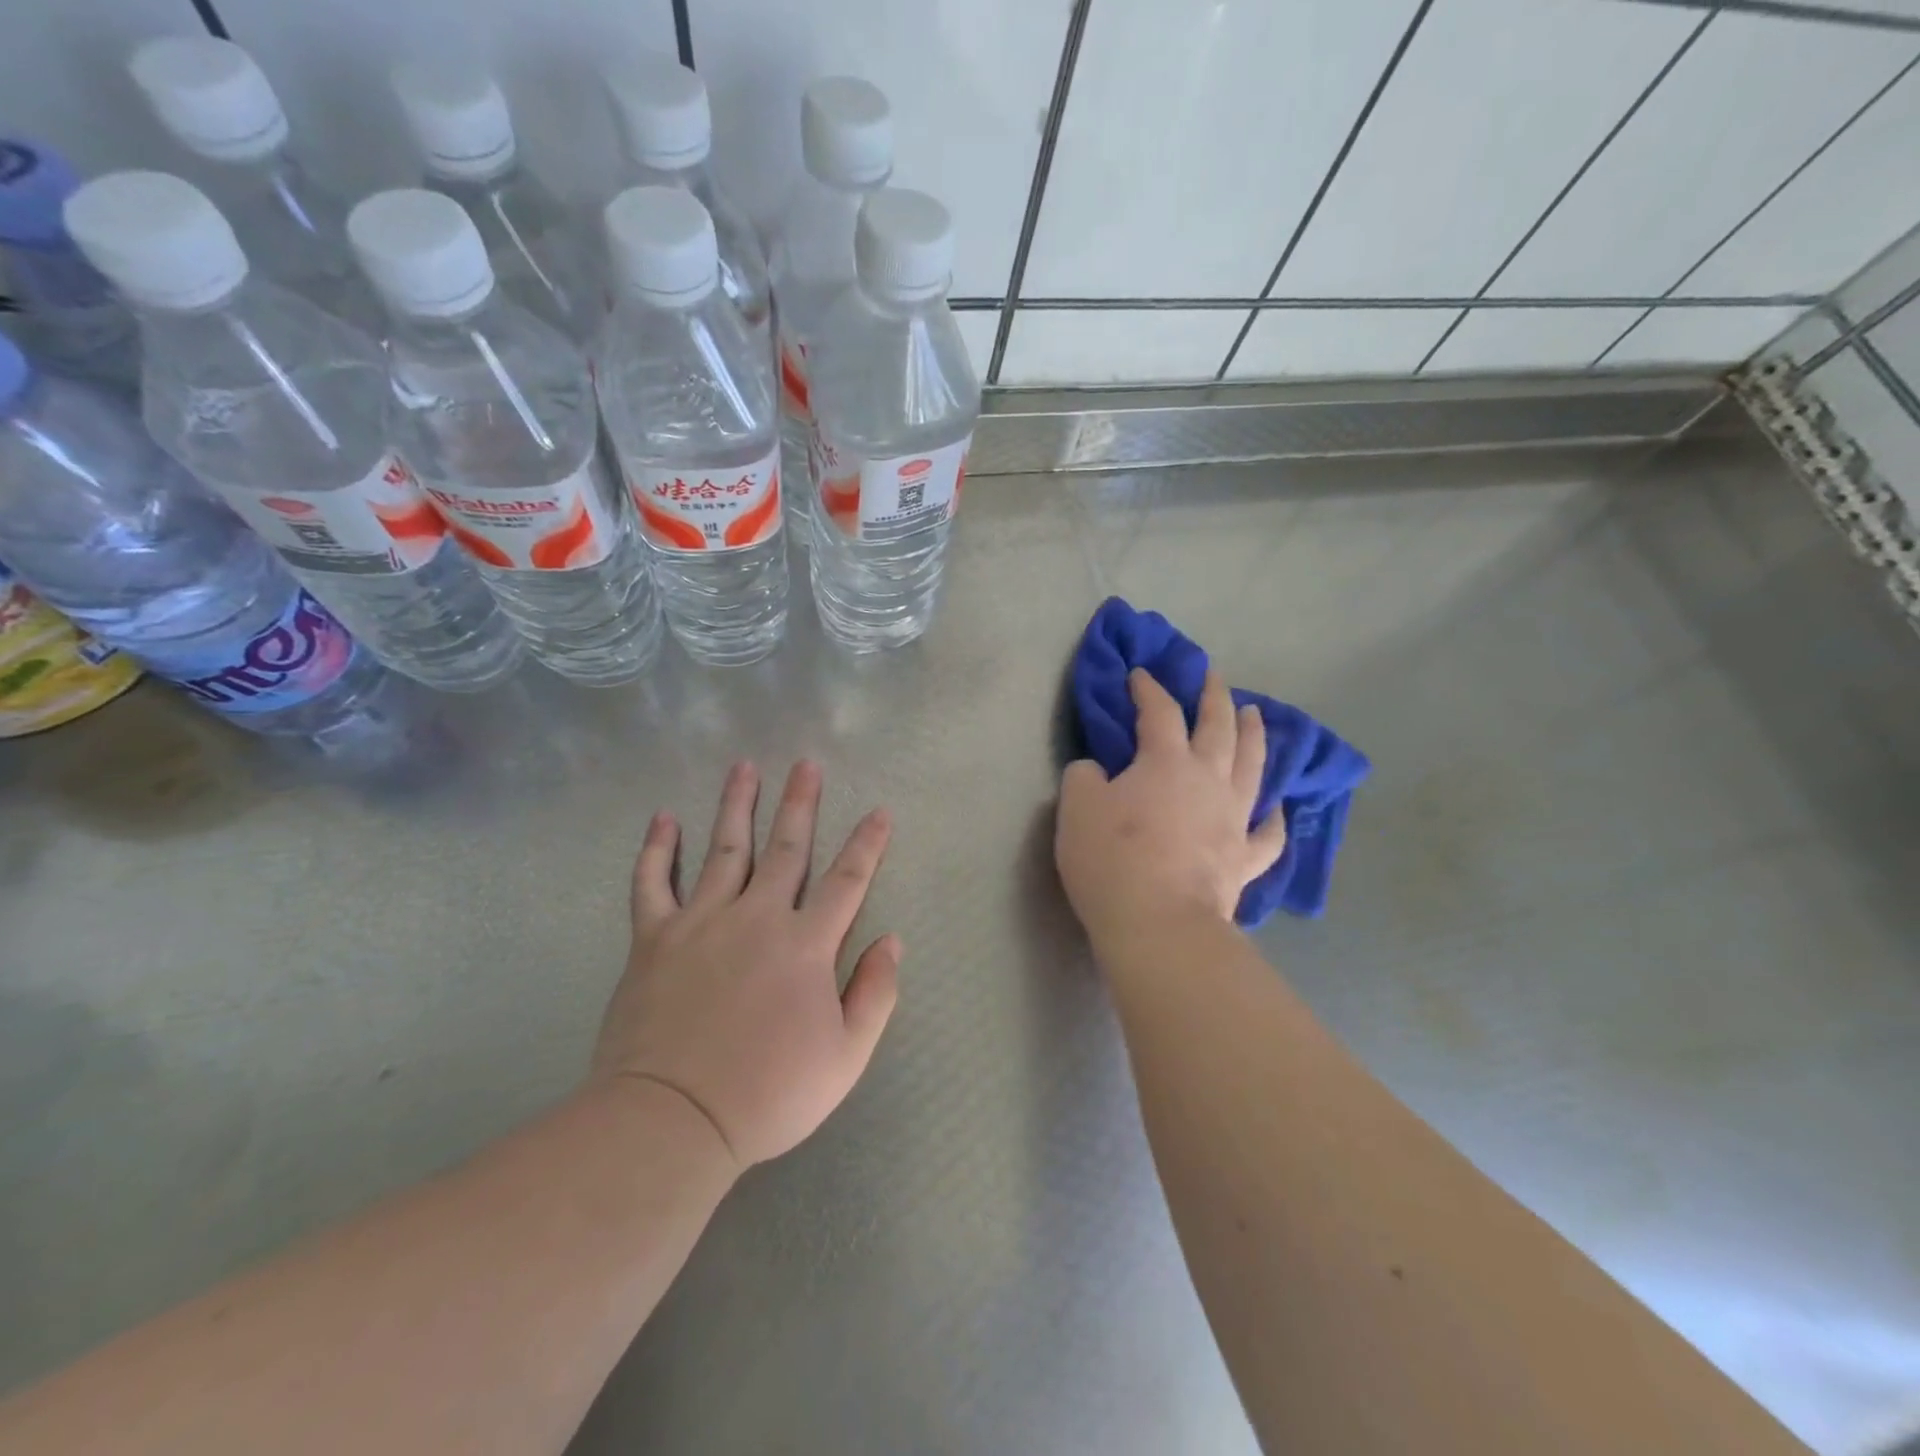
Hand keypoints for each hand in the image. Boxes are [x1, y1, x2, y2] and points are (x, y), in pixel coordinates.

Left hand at [590, 761, 900, 1170]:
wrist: (672, 1120)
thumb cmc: (768, 1093)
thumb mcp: (846, 1057)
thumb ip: (875, 994)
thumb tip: (892, 941)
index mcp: (806, 944)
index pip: (847, 880)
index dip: (867, 844)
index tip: (879, 812)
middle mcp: (757, 917)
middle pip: (786, 847)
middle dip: (800, 803)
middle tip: (806, 763)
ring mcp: (701, 922)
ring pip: (724, 849)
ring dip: (737, 805)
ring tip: (744, 767)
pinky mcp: (654, 938)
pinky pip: (652, 883)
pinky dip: (657, 849)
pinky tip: (664, 818)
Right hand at [1056, 668, 1285, 942]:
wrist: (1159, 923)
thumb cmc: (1112, 860)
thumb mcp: (1076, 808)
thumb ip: (1084, 777)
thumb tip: (1097, 771)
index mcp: (1165, 762)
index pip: (1160, 712)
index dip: (1149, 688)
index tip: (1140, 673)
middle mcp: (1208, 780)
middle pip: (1218, 727)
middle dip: (1214, 697)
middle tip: (1213, 676)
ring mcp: (1233, 819)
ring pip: (1252, 766)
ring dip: (1254, 736)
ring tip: (1255, 715)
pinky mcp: (1244, 859)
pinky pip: (1266, 834)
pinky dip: (1272, 818)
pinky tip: (1274, 808)